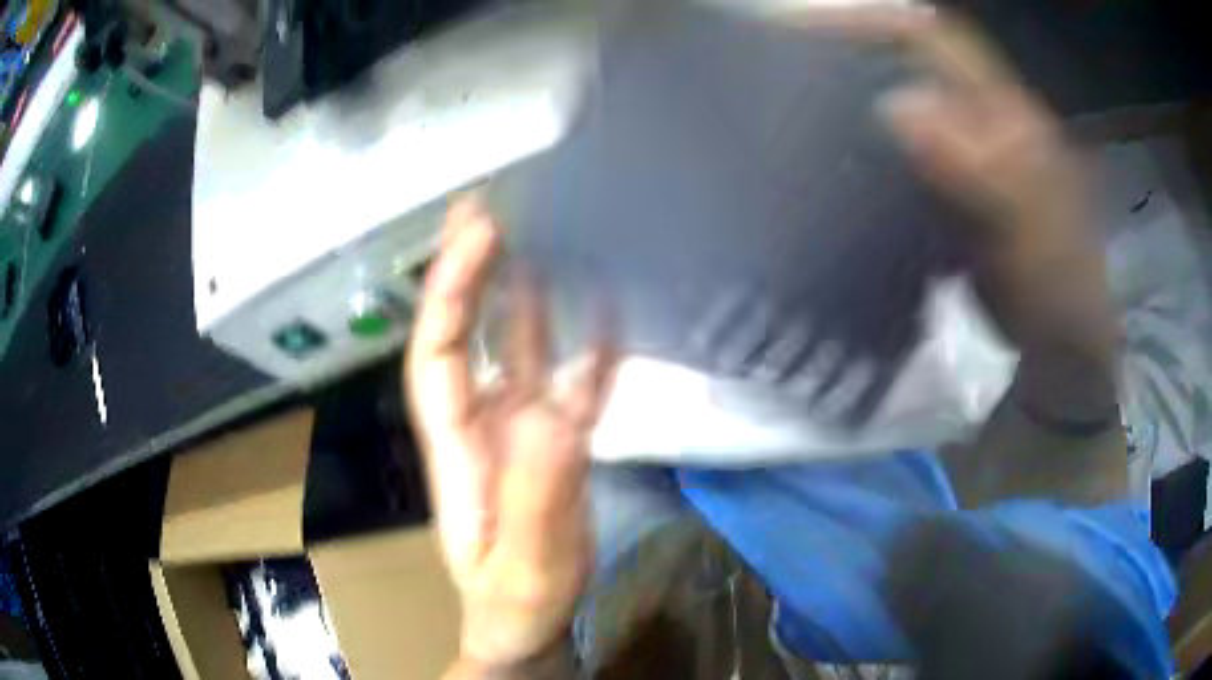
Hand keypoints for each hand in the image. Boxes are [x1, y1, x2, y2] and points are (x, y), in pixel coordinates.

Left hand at [406, 197, 617, 671]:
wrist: (529, 626)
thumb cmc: (514, 605)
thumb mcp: (524, 567)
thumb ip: (538, 498)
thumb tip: (554, 412)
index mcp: (456, 446)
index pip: (439, 353)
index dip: (452, 291)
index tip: (480, 232)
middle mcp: (481, 422)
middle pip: (468, 331)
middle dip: (472, 268)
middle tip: (493, 202)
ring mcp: (521, 429)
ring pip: (518, 345)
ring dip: (526, 289)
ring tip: (545, 229)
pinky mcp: (556, 441)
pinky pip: (571, 378)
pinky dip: (586, 341)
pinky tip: (607, 302)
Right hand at [802, 5, 1113, 357]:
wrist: (1062, 348)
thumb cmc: (1058, 293)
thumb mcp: (1031, 232)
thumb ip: (980, 168)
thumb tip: (897, 105)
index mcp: (1006, 112)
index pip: (931, 36)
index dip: (870, 21)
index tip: (800, 30)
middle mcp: (982, 116)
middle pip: (908, 60)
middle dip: (849, 54)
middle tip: (786, 71)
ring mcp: (969, 152)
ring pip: (902, 102)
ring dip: (853, 100)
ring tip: (798, 115)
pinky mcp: (956, 189)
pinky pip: (905, 153)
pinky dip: (871, 152)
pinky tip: (841, 170)